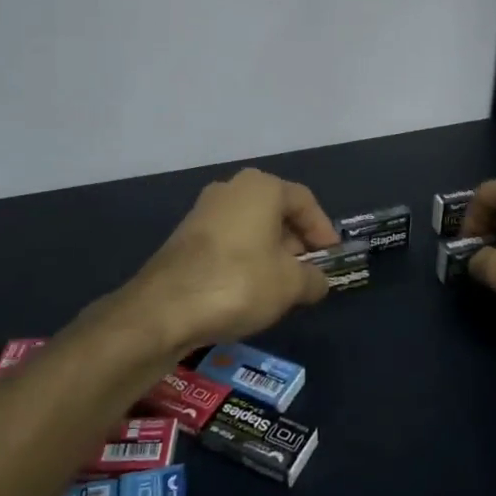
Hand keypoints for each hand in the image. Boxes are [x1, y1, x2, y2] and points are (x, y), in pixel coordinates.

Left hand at [111, 168, 339, 357]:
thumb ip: (313, 279)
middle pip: (275, 212)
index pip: (304, 202)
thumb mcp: (291, 285)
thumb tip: (318, 281)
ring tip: (281, 287)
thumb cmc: (239, 283)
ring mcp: (203, 211)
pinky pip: (228, 241)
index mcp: (261, 187)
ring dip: (270, 253)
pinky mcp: (184, 237)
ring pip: (250, 227)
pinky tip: (249, 290)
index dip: (323, 230)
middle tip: (308, 273)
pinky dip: (245, 260)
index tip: (331, 257)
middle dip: (295, 242)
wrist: (164, 308)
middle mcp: (230, 189)